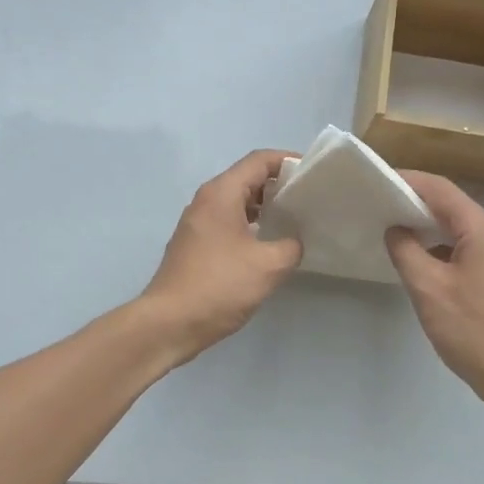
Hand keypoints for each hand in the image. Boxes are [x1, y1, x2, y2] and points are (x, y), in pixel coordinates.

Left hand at [141, 150, 302, 362]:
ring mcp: (197, 223)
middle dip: (279, 184)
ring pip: (237, 202)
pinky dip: (250, 224)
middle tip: (309, 199)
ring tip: (294, 221)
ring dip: (265, 206)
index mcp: (222, 194)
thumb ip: (291, 246)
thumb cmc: (219, 286)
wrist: (169, 323)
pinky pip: (228, 221)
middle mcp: (206, 200)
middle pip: (247, 178)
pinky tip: (268, 244)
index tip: (313, 175)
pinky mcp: (195, 244)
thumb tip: (296, 240)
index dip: (288, 161)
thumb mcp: (268, 266)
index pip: (259, 160)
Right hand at [386, 171, 483, 413]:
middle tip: (377, 204)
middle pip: (451, 206)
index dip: (407, 180)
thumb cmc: (473, 329)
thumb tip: (395, 229)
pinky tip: (417, 262)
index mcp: (482, 230)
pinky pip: (465, 250)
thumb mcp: (429, 288)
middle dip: (414, 202)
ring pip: (458, 230)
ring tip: (390, 230)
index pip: (440, 189)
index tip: (376, 180)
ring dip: (426, 227)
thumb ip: (406, 251)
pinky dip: (439, 248)